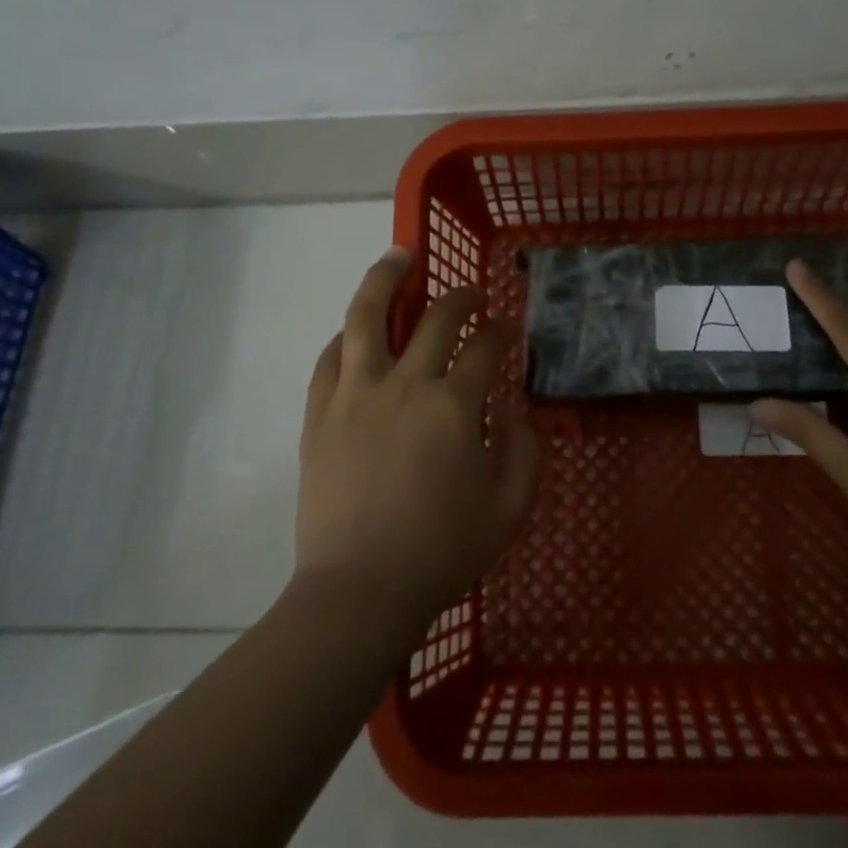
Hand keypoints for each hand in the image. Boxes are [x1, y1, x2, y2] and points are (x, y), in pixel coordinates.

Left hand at [295, 247, 543, 632]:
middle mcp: (405, 384)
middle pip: (435, 317)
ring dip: (386, 278)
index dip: (502, 331)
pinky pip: (330, 357)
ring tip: (399, 255)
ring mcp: (355, 394)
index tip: (508, 331)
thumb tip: (517, 409)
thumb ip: (527, 450)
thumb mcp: (510, 508)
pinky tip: (356, 330)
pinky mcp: (320, 413)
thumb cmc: (441, 551)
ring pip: (366, 316)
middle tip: (471, 294)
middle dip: (460, 297)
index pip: (484, 345)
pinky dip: (347, 335)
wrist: (359, 592)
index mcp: (454, 405)